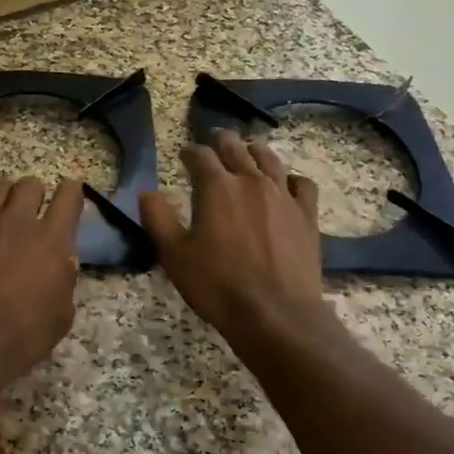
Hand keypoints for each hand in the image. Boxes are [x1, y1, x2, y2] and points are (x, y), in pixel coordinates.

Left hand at [0, 177, 82, 397]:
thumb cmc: (20, 339)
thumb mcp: (60, 318)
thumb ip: (65, 282)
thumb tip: (63, 261)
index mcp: (52, 242)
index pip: (69, 197)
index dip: (71, 192)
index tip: (69, 195)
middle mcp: (17, 222)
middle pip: (30, 184)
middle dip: (33, 194)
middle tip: (28, 210)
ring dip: (1, 196)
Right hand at [140, 132, 332, 350]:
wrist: (276, 313)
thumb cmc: (217, 285)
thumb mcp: (174, 255)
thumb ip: (158, 218)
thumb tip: (146, 191)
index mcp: (216, 187)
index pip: (200, 156)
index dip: (189, 152)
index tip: (184, 155)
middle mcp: (251, 181)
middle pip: (236, 148)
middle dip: (222, 141)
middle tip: (215, 140)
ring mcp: (283, 196)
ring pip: (270, 159)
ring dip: (255, 151)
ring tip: (249, 151)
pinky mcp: (306, 215)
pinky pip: (302, 184)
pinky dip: (291, 178)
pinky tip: (286, 185)